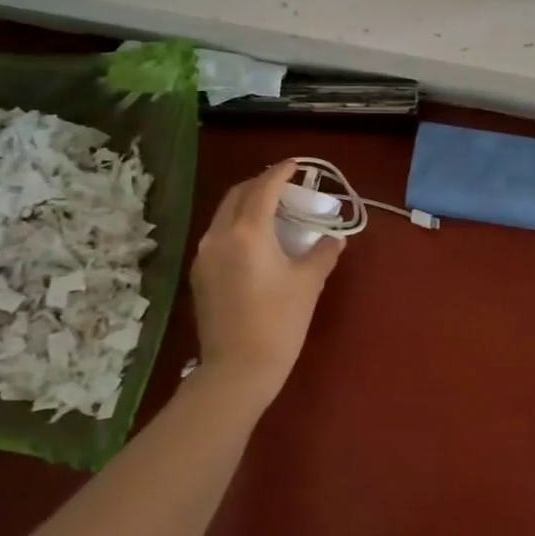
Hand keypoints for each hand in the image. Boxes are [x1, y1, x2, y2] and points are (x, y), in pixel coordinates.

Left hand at [189, 161, 342, 403]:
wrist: (237, 370)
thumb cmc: (279, 323)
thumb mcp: (308, 284)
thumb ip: (322, 253)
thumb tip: (334, 239)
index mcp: (247, 232)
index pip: (263, 189)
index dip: (281, 173)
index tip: (297, 165)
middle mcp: (219, 236)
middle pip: (237, 195)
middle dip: (261, 184)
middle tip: (286, 187)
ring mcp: (205, 256)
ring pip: (225, 215)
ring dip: (247, 205)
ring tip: (273, 211)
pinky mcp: (201, 275)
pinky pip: (220, 236)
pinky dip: (238, 226)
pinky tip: (257, 241)